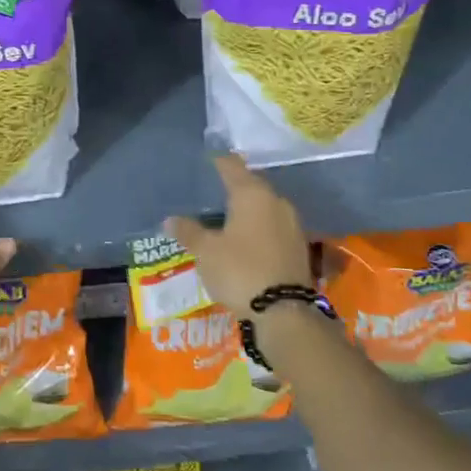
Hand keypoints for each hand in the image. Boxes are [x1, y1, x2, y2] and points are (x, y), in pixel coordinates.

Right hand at [166, 154, 311, 316]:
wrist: (284, 311)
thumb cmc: (240, 270)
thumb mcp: (206, 252)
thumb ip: (189, 232)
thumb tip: (170, 219)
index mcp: (252, 194)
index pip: (232, 167)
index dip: (220, 162)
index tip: (210, 158)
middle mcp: (276, 202)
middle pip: (253, 185)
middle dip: (236, 185)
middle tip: (217, 188)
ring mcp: (292, 224)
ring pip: (266, 207)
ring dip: (250, 208)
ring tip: (230, 214)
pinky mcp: (299, 247)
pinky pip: (274, 227)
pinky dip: (260, 227)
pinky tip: (248, 238)